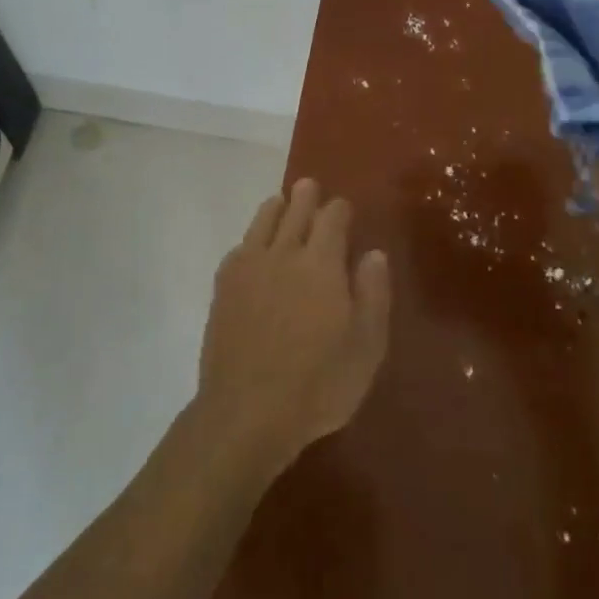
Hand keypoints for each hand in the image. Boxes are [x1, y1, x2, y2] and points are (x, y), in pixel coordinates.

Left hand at [194, 179, 391, 478]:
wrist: (247, 411)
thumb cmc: (318, 384)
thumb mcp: (366, 346)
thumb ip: (373, 294)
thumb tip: (374, 253)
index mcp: (322, 264)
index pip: (332, 218)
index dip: (340, 209)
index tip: (344, 208)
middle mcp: (284, 254)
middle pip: (295, 210)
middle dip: (306, 196)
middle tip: (309, 187)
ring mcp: (249, 268)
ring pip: (263, 221)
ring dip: (275, 207)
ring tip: (281, 202)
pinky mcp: (224, 287)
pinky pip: (239, 248)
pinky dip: (251, 238)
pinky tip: (252, 246)